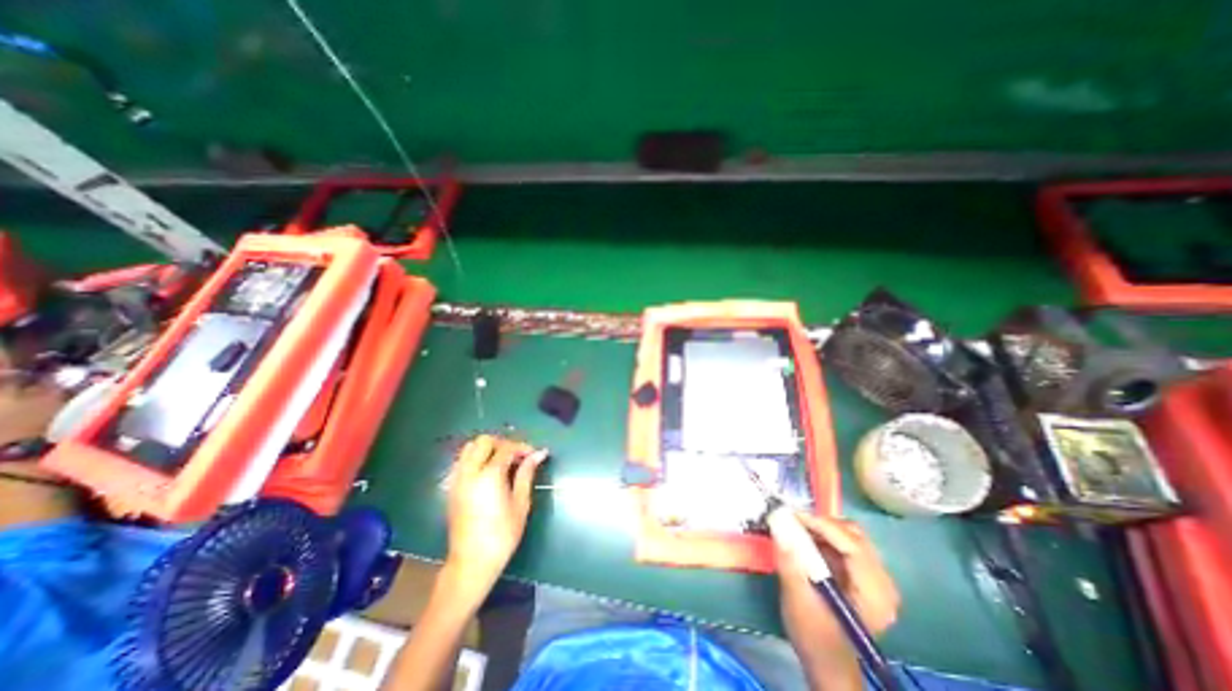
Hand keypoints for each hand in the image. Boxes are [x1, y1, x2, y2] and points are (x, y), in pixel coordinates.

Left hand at [441, 435, 540, 600]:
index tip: (534, 454)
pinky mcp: (451, 488)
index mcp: (489, 476)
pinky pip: (462, 461)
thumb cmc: (502, 535)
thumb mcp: (520, 503)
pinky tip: (488, 471)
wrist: (471, 563)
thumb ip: (527, 473)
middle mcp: (469, 472)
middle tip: (517, 455)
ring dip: (487, 448)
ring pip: (469, 448)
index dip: (522, 447)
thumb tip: (539, 453)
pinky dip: (476, 457)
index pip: (506, 448)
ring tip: (503, 460)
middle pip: (484, 441)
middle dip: (503, 443)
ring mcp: (457, 480)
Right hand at [772, 513, 901, 662]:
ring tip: (797, 528)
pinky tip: (807, 540)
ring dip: (822, 528)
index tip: (793, 515)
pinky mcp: (864, 576)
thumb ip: (790, 562)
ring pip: (849, 536)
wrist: (826, 662)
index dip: (822, 525)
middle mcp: (882, 583)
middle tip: (793, 520)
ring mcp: (875, 579)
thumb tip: (779, 525)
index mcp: (874, 594)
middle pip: (854, 536)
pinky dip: (824, 537)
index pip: (853, 546)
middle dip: (821, 523)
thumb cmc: (814, 637)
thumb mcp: (797, 600)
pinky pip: (845, 544)